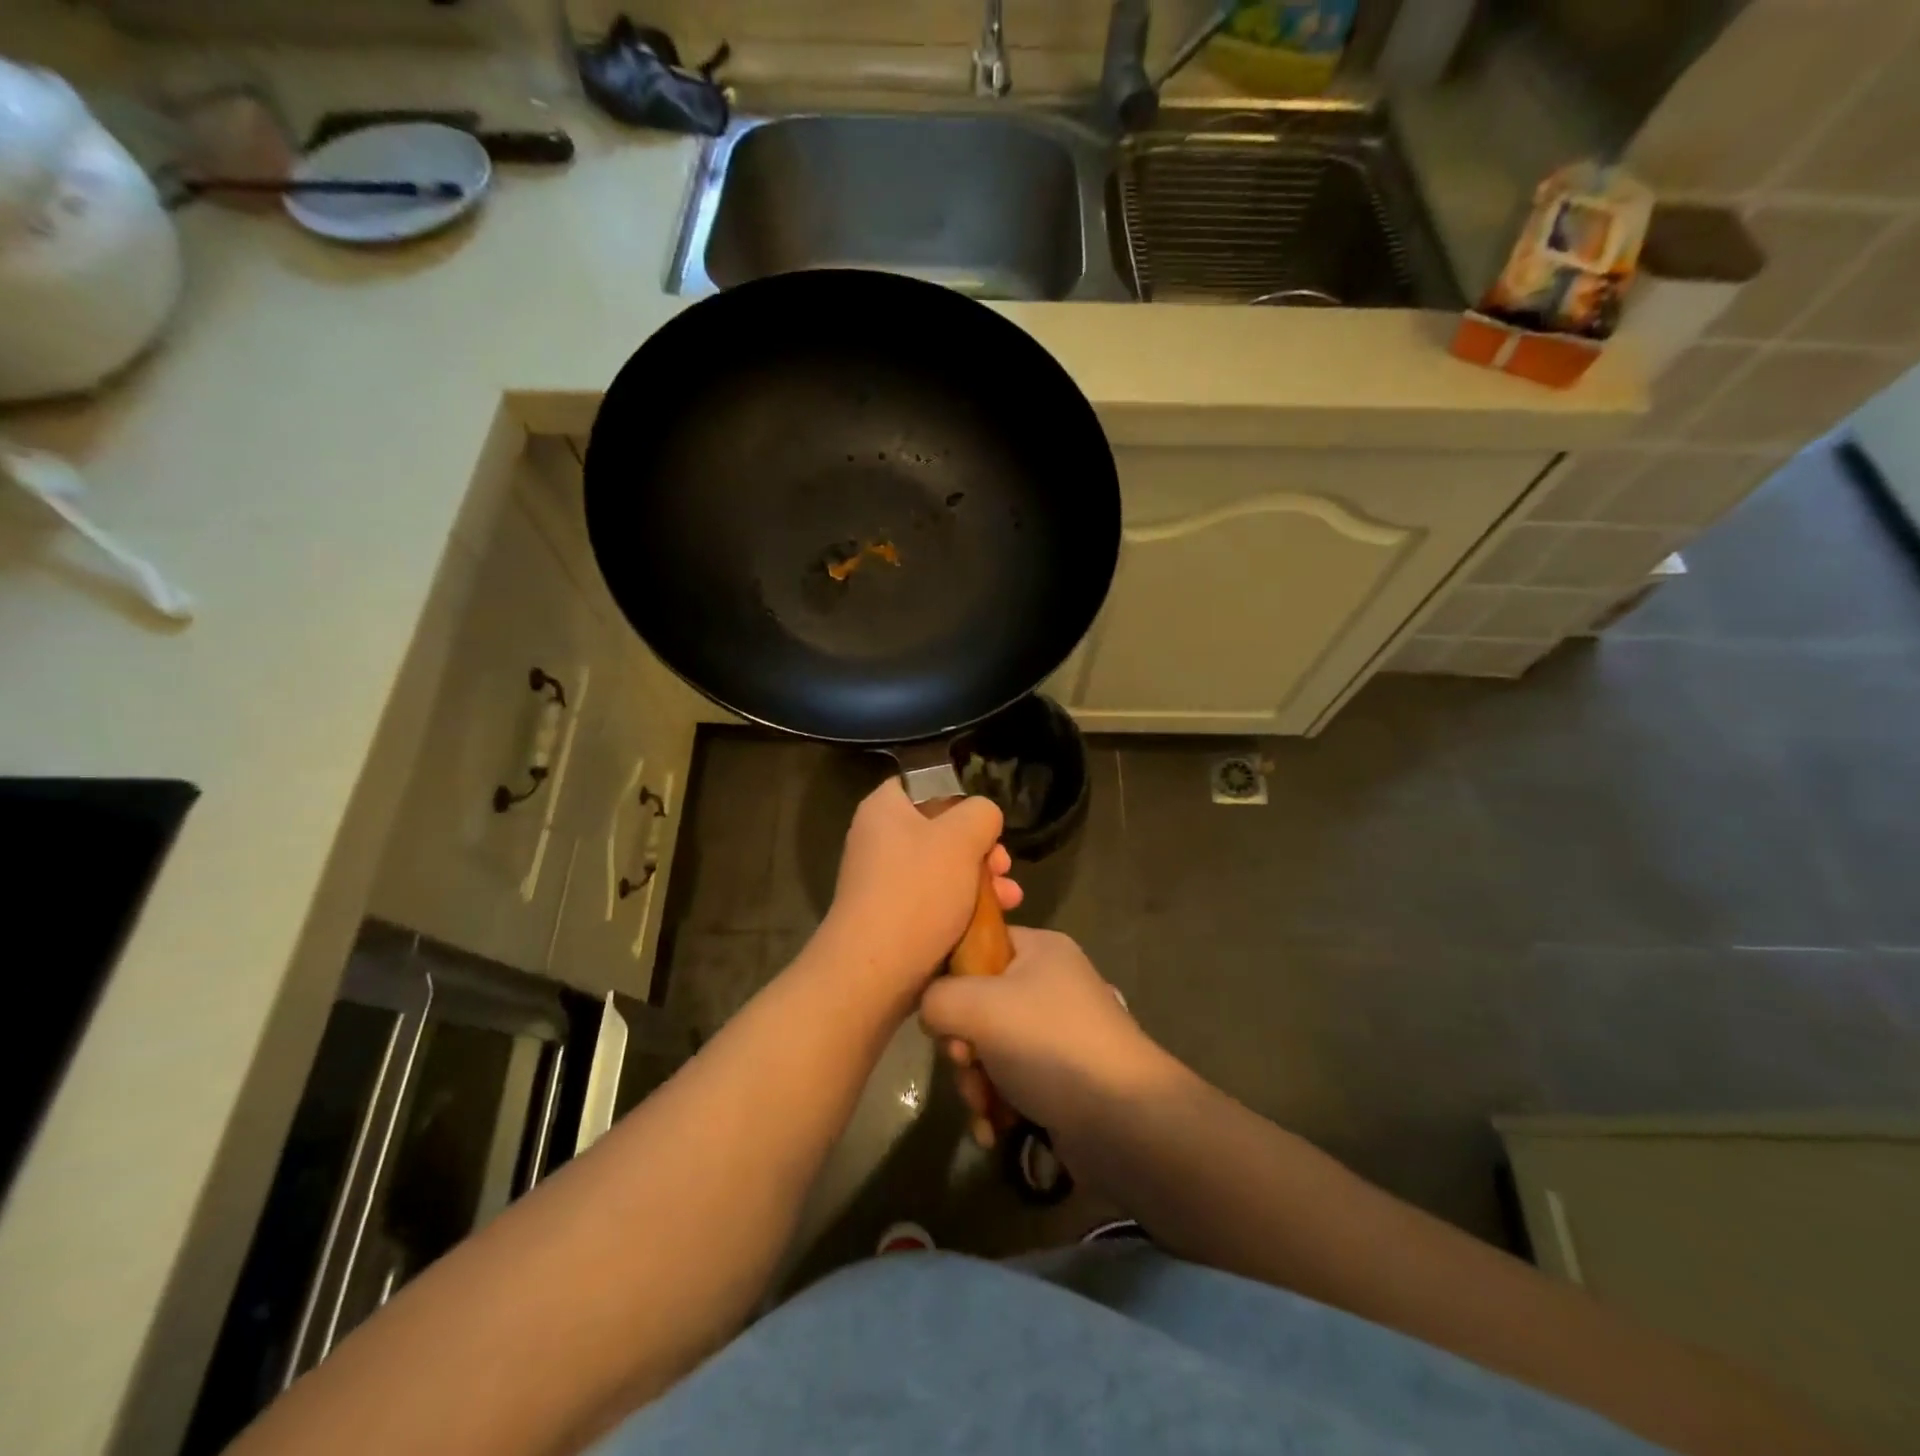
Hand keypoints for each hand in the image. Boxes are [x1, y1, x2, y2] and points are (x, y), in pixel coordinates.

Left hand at [818, 779, 1021, 998]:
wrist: (876, 971)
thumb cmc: (917, 891)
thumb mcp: (961, 838)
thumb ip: (981, 813)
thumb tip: (983, 818)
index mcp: (884, 809)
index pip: (923, 785)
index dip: (960, 798)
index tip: (985, 822)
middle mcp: (879, 840)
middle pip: (941, 830)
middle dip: (982, 849)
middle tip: (1004, 865)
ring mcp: (885, 881)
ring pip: (945, 869)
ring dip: (982, 880)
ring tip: (1011, 898)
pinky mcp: (895, 917)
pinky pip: (936, 900)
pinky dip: (965, 906)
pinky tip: (996, 919)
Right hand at [919, 927, 1175, 1148]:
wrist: (1125, 1122)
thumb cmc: (1050, 1045)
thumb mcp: (980, 1006)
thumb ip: (937, 998)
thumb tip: (933, 1013)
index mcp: (1039, 949)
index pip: (977, 944)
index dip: (950, 977)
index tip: (943, 1014)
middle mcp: (1048, 984)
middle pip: (977, 1004)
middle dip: (962, 1044)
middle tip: (966, 1064)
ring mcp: (1056, 1033)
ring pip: (989, 1048)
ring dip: (976, 1082)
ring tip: (985, 1108)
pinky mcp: (1059, 1077)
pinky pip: (1010, 1081)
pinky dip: (997, 1105)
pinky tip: (994, 1130)